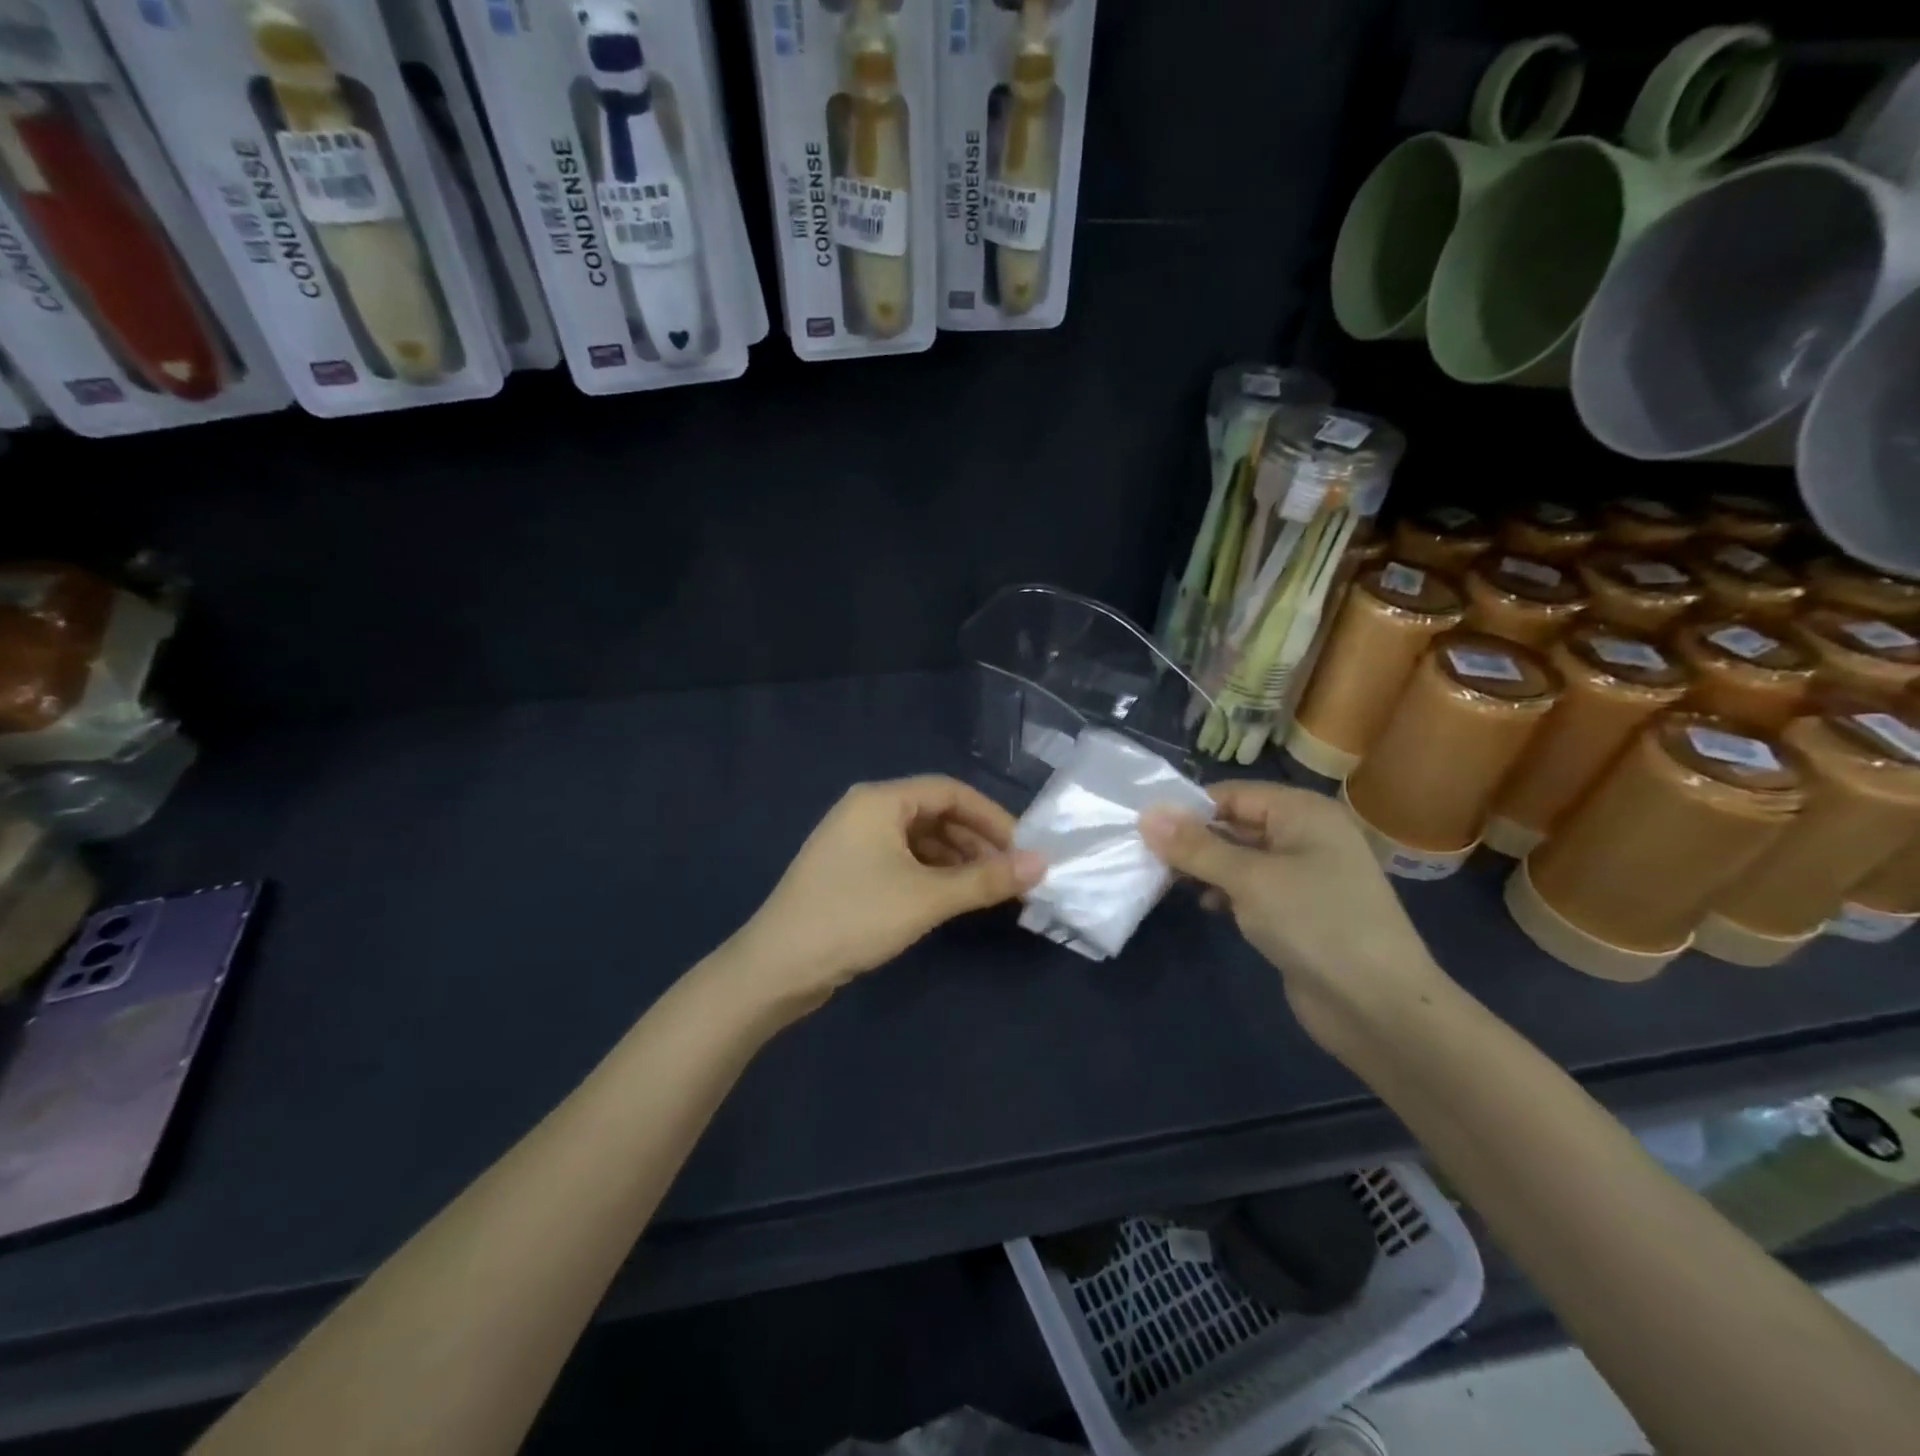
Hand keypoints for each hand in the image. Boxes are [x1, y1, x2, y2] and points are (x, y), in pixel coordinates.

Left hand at [733, 776, 1044, 1006]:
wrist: (777, 967)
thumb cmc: (854, 918)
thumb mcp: (927, 898)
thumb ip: (986, 880)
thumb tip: (1042, 864)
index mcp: (880, 800)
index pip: (950, 791)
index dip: (992, 817)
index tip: (1023, 849)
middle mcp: (866, 811)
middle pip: (935, 814)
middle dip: (976, 841)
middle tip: (1011, 875)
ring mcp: (854, 842)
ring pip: (920, 840)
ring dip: (957, 860)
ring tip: (989, 890)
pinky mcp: (850, 872)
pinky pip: (902, 860)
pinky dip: (932, 875)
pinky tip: (952, 899)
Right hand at [1140, 782, 1449, 1055]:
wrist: (1379, 1007)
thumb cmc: (1315, 924)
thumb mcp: (1249, 879)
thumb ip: (1196, 846)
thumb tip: (1146, 813)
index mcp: (1303, 812)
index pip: (1232, 794)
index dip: (1189, 808)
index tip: (1145, 829)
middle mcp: (1305, 836)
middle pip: (1235, 824)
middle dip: (1194, 840)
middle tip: (1148, 857)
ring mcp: (1304, 876)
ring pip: (1240, 858)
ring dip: (1206, 868)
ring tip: (1167, 882)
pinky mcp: (1298, 911)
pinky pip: (1252, 888)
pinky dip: (1226, 892)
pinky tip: (1207, 907)